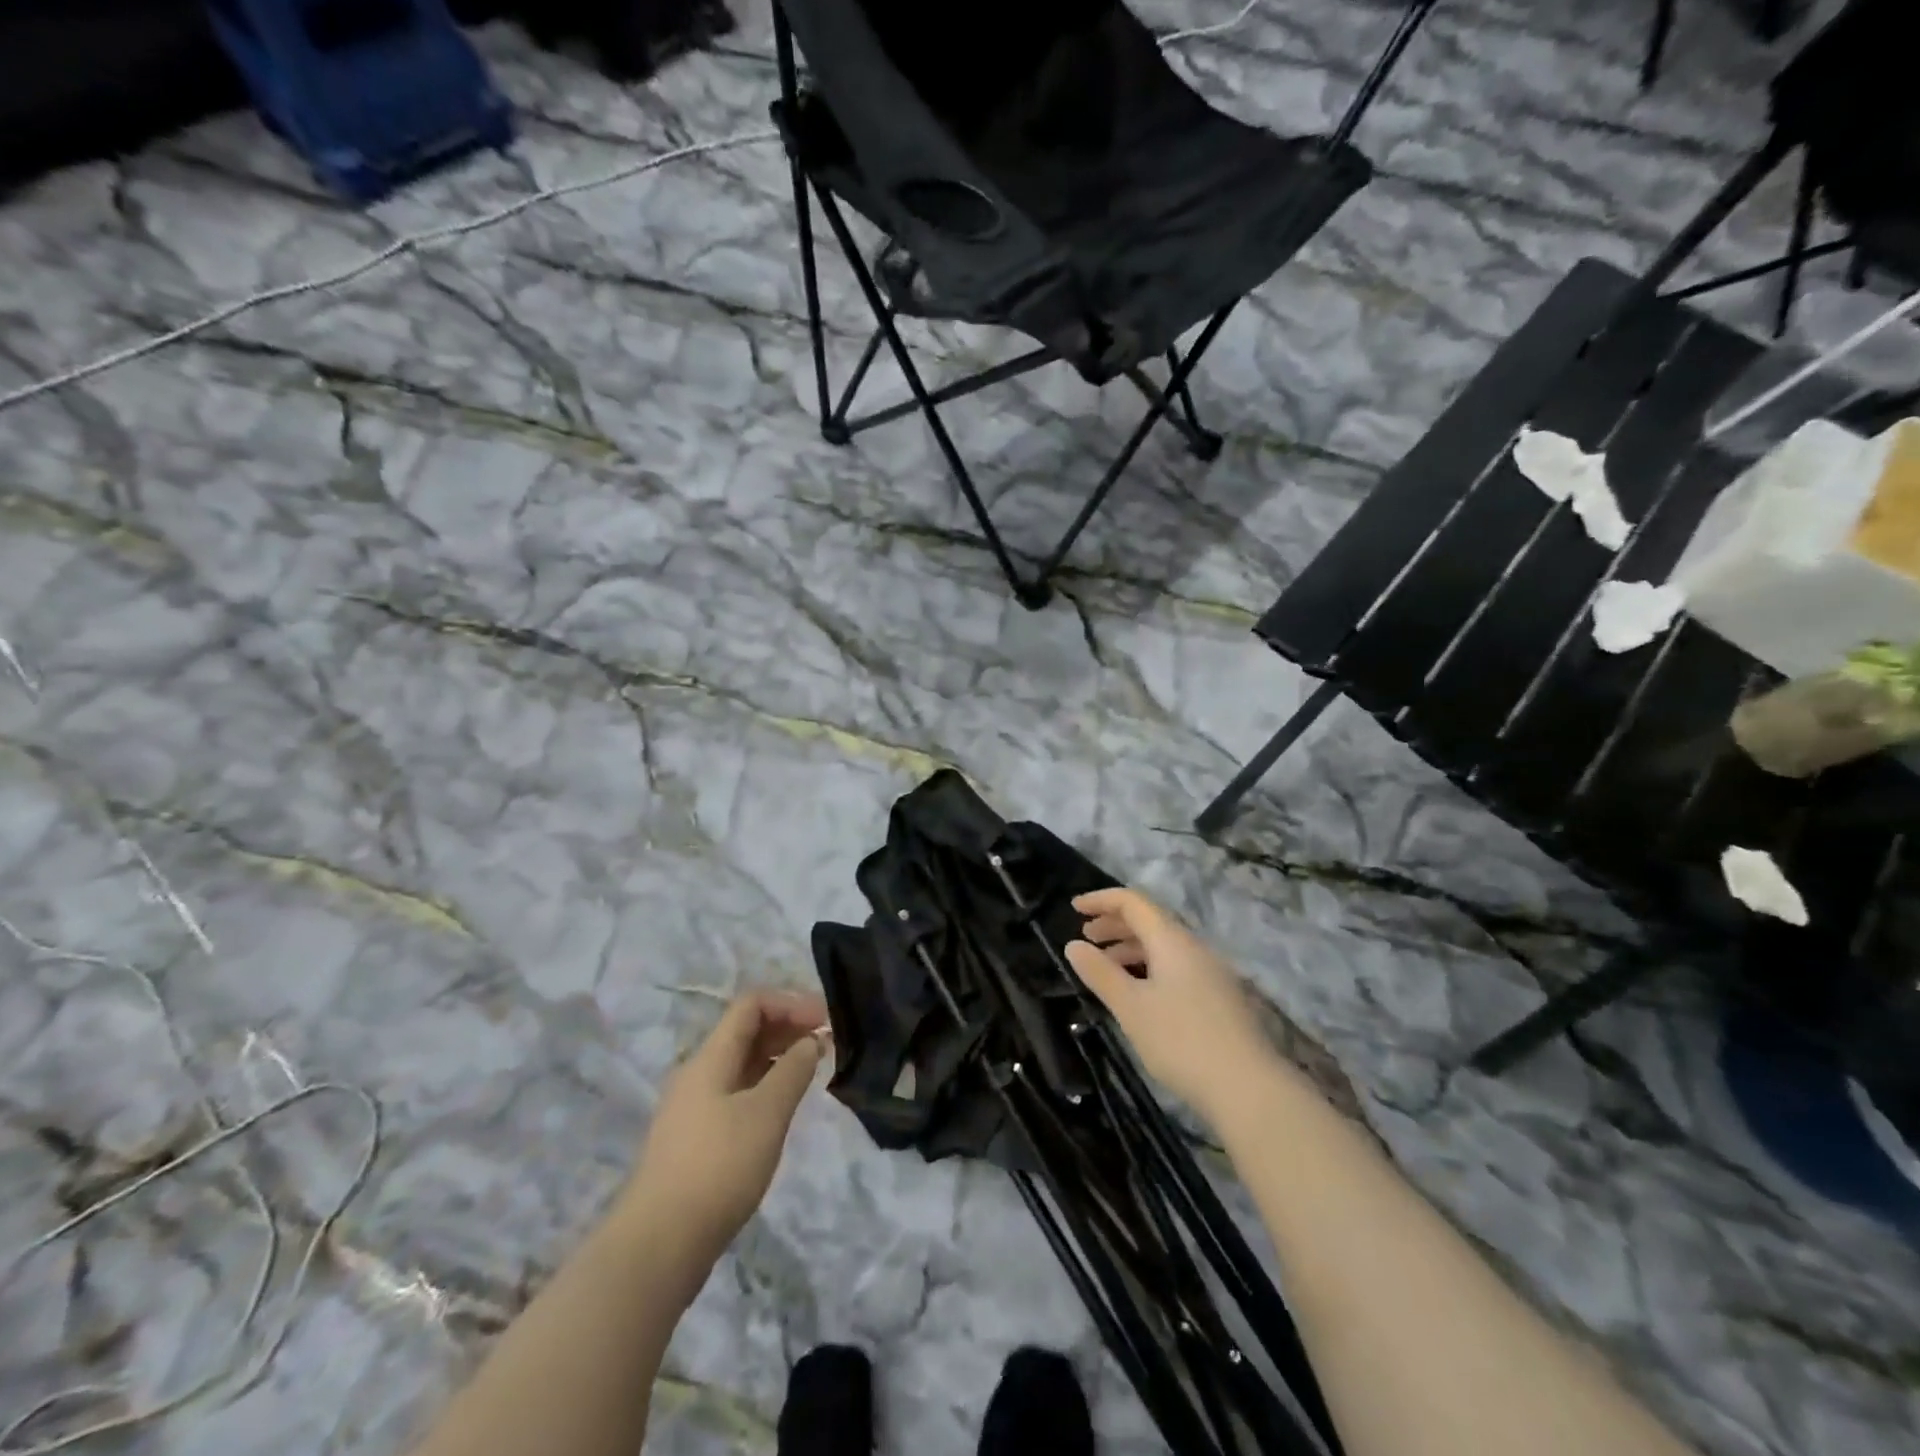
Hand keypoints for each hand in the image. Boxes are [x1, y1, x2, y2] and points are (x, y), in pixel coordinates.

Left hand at [621, 990, 830, 1267]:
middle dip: (788, 1028)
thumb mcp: (767, 1113)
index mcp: (711, 1057)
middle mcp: (698, 1073)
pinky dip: (765, 1086)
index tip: (827, 1021)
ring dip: (778, 1058)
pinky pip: (736, 1092)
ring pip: (741, 1064)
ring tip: (812, 1073)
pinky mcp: (695, 1138)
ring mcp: (693, 1107)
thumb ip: (793, 1071)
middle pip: (746, 1031)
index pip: (752, 1005)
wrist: (658, 1245)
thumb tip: (810, 1042)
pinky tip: (783, 1107)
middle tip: (827, 1045)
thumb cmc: (719, 1167)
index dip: (791, 1003)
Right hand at [1065, 888, 1273, 1126]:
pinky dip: (1148, 967)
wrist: (1249, 1089)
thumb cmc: (1181, 1041)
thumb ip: (1100, 973)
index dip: (1101, 900)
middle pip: (1150, 921)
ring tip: (1105, 967)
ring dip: (1130, 947)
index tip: (1073, 908)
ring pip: (1164, 946)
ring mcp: (1211, 973)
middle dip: (1114, 924)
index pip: (1133, 902)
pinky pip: (1176, 967)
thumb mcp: (1131, 1007)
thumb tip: (1073, 945)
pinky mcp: (1219, 998)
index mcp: (1172, 940)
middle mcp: (1194, 947)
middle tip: (1085, 937)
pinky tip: (1138, 993)